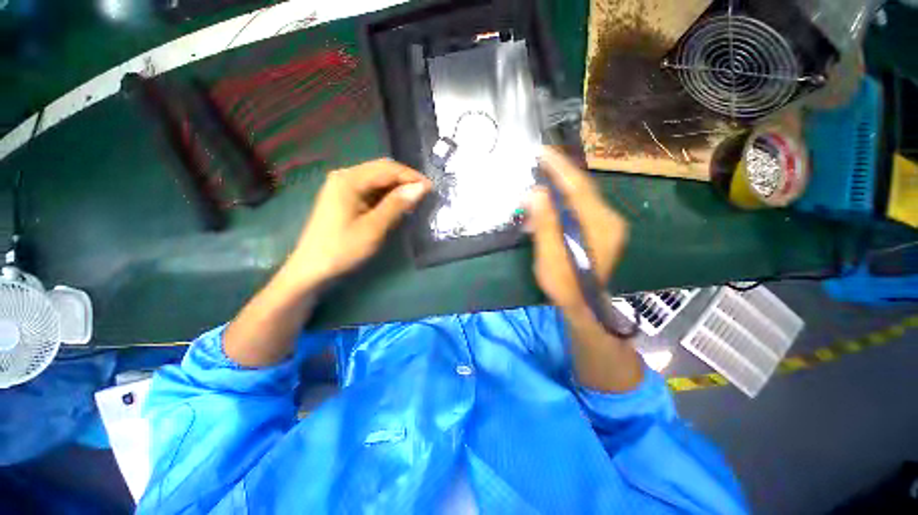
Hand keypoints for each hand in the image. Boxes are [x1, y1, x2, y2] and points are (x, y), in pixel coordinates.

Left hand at [286, 159, 430, 288]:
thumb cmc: (342, 249)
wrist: (312, 268)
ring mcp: (343, 187)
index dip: (411, 176)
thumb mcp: (374, 228)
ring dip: (397, 188)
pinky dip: (386, 196)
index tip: (431, 188)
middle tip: (424, 194)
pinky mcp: (345, 198)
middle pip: (382, 170)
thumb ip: (397, 205)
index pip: (387, 169)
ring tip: (414, 201)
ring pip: (377, 180)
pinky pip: (371, 190)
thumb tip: (420, 187)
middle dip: (405, 180)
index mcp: (349, 180)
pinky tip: (396, 206)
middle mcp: (345, 177)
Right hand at [525, 147, 628, 321]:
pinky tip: (548, 207)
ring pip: (580, 197)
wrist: (584, 304)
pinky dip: (563, 203)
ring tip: (538, 186)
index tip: (542, 152)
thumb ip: (544, 223)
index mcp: (598, 225)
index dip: (560, 167)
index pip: (578, 187)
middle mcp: (609, 219)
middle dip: (559, 174)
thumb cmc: (564, 284)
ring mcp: (607, 224)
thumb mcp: (549, 255)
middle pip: (581, 188)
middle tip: (537, 163)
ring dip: (559, 190)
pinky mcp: (602, 230)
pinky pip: (581, 208)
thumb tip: (534, 193)